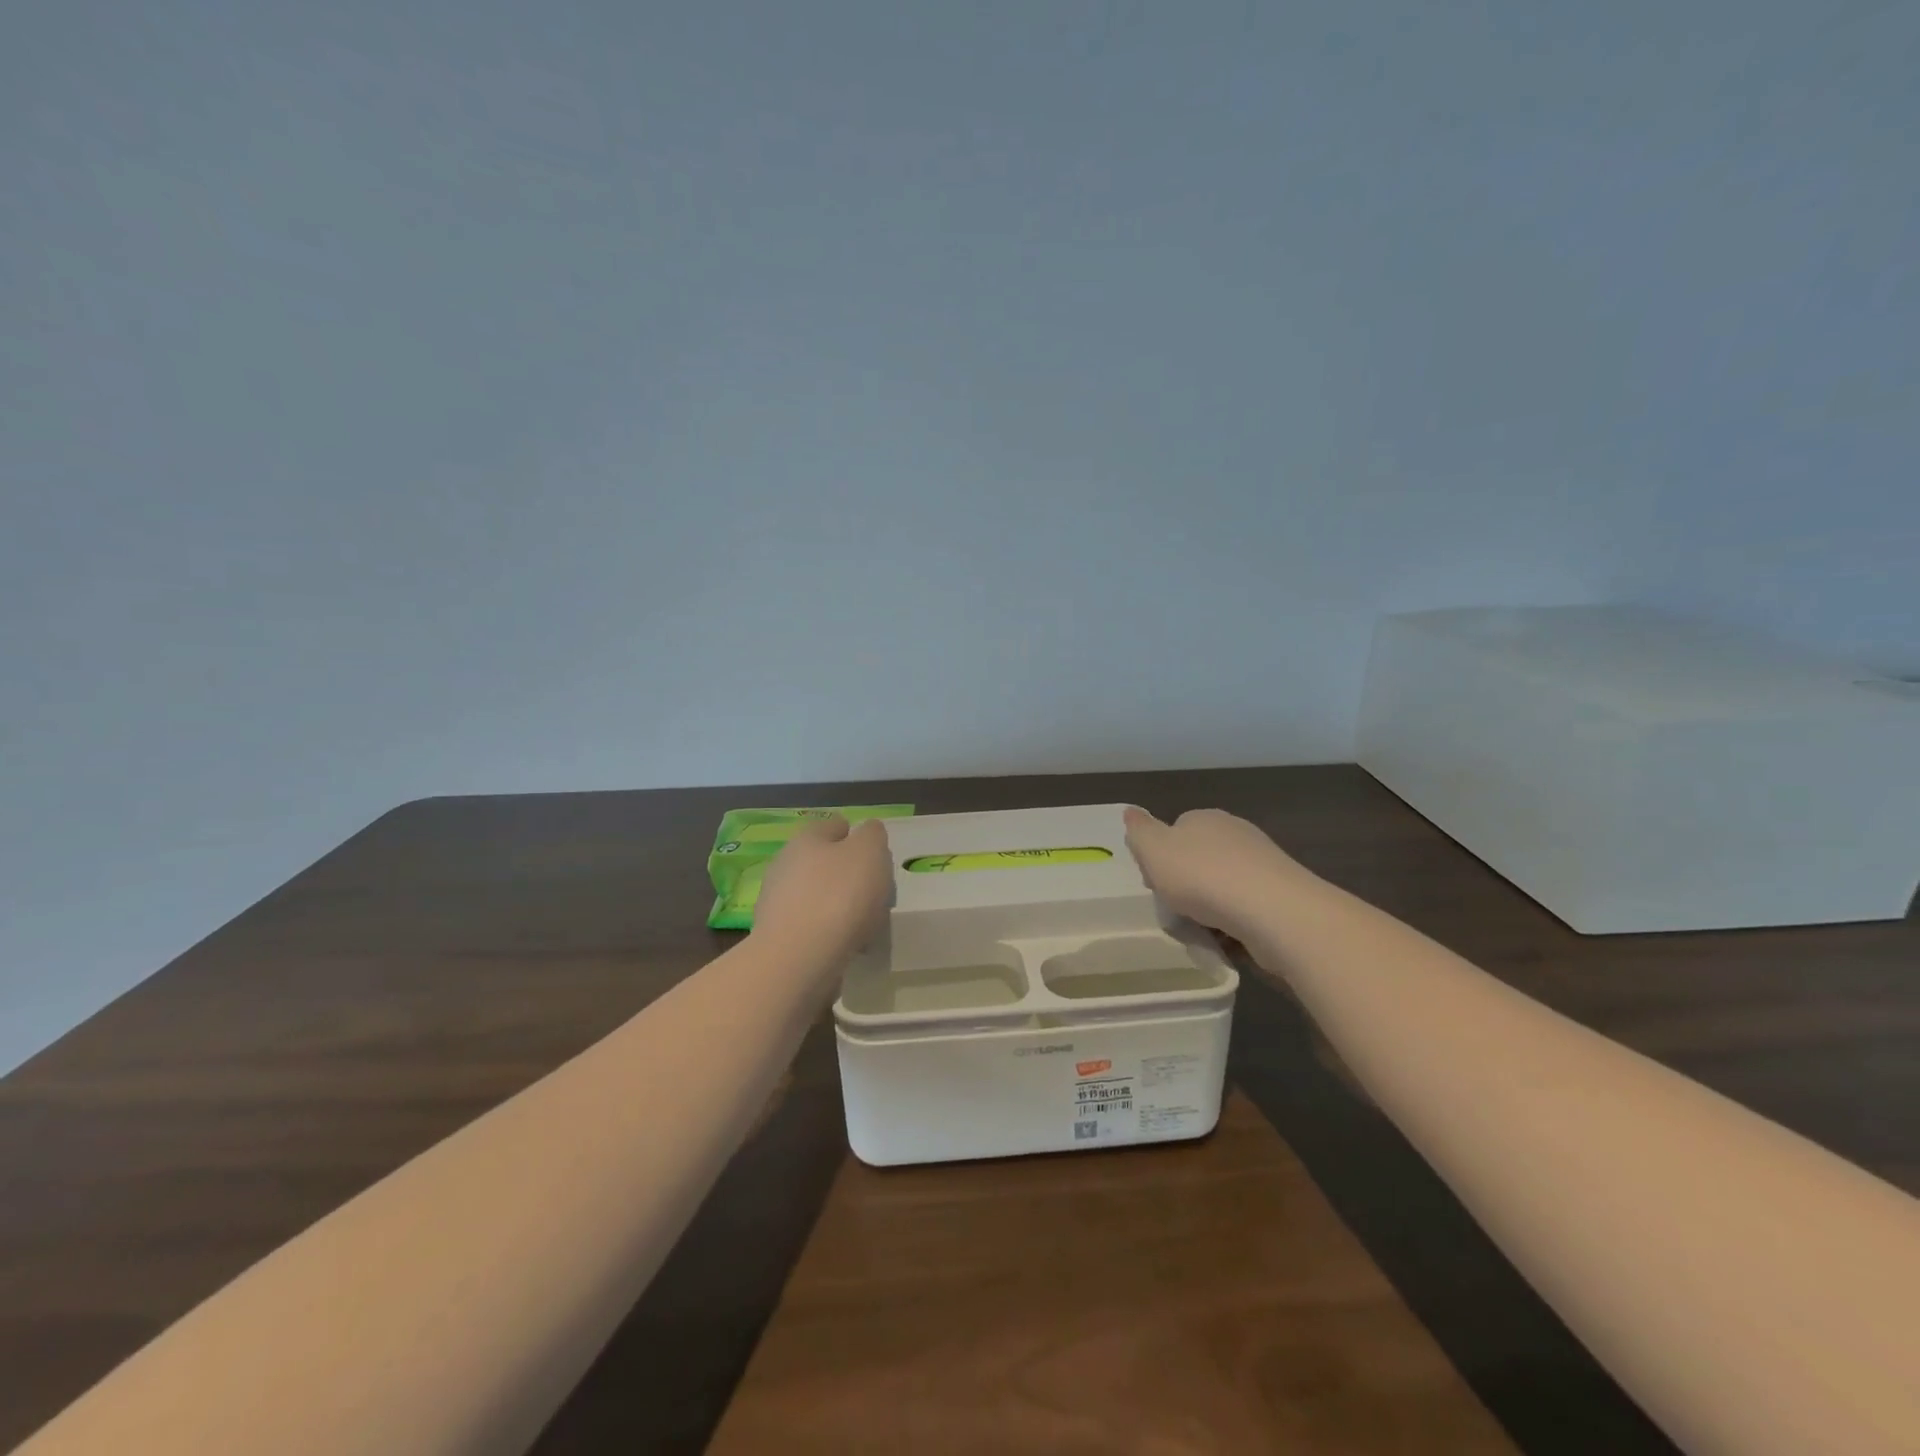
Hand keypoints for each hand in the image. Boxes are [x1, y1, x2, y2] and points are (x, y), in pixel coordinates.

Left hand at [751, 816, 893, 965]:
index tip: (875, 854)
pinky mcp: (778, 935)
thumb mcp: (869, 852)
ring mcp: (777, 901)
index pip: (834, 826)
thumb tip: (867, 832)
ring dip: (838, 903)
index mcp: (807, 838)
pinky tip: (847, 944)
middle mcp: (786, 864)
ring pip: (817, 894)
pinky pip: (811, 924)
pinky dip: (829, 930)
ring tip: (865, 922)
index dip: (855, 835)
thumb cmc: (840, 895)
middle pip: (823, 861)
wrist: (799, 958)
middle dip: (847, 872)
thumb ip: (872, 835)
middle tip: (874, 890)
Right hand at [1123, 806, 1306, 938]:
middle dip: (1186, 883)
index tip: (1152, 883)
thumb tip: (1131, 812)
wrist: (1272, 910)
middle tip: (1174, 909)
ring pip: (1222, 885)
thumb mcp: (1154, 850)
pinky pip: (1245, 908)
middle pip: (1199, 858)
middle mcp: (1235, 833)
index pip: (1174, 830)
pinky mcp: (1280, 894)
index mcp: (1203, 818)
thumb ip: (1139, 831)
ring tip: (1199, 931)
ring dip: (1209, 907)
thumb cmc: (1202, 876)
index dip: (1159, 857)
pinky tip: (1227, 940)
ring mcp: (1261, 863)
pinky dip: (1233, 923)